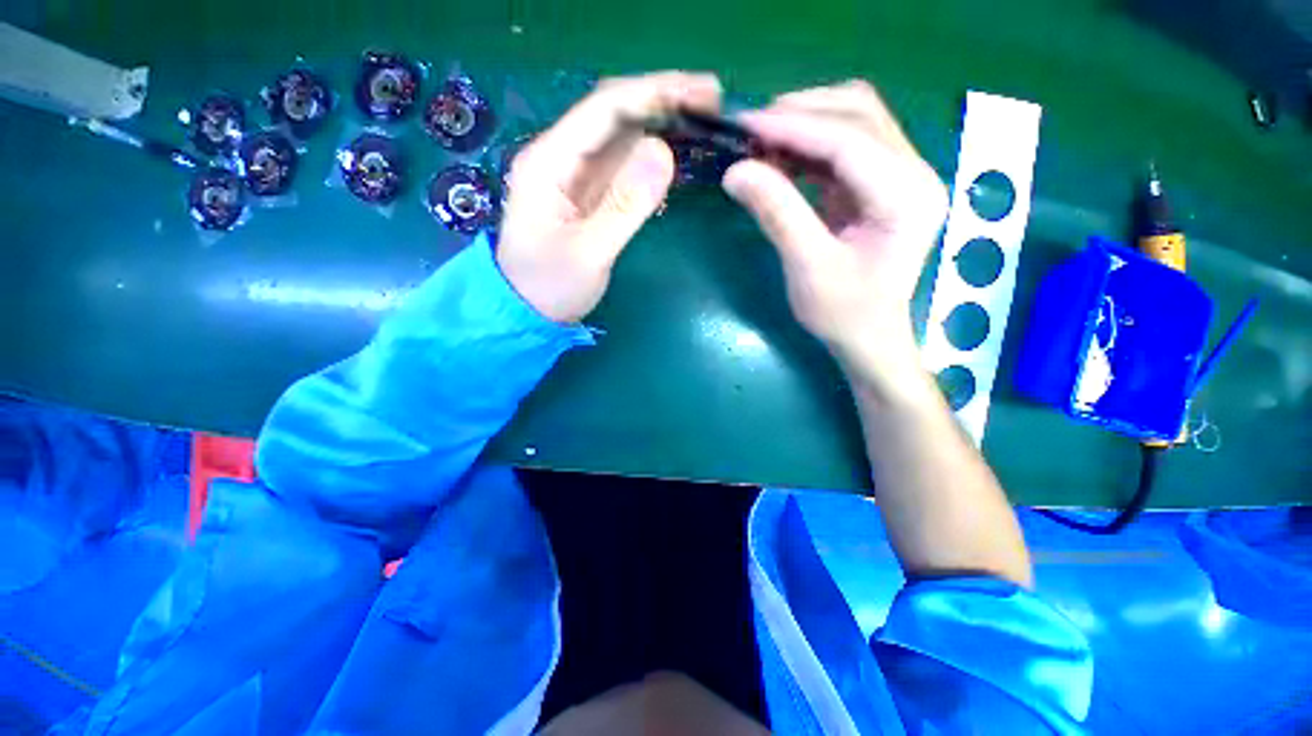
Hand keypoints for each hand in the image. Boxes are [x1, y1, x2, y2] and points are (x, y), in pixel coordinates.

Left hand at [497, 72, 721, 322]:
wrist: (526, 313)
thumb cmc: (550, 287)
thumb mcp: (588, 253)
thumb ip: (624, 205)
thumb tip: (664, 152)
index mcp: (549, 161)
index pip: (605, 109)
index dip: (655, 93)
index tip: (703, 92)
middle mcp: (560, 157)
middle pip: (614, 115)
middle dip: (662, 102)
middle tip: (713, 102)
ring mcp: (573, 176)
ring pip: (620, 139)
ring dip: (660, 126)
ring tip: (703, 123)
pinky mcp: (587, 196)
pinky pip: (622, 167)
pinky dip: (650, 158)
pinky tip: (676, 156)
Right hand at [722, 81, 947, 383]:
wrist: (868, 338)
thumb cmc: (843, 313)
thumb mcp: (807, 267)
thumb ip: (777, 214)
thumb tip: (735, 171)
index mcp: (906, 196)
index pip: (850, 139)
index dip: (794, 126)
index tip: (744, 125)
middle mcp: (914, 173)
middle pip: (859, 114)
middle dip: (801, 114)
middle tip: (750, 132)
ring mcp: (900, 176)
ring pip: (854, 122)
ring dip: (805, 124)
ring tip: (761, 142)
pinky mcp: (880, 186)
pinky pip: (845, 148)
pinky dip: (810, 146)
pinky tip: (780, 158)